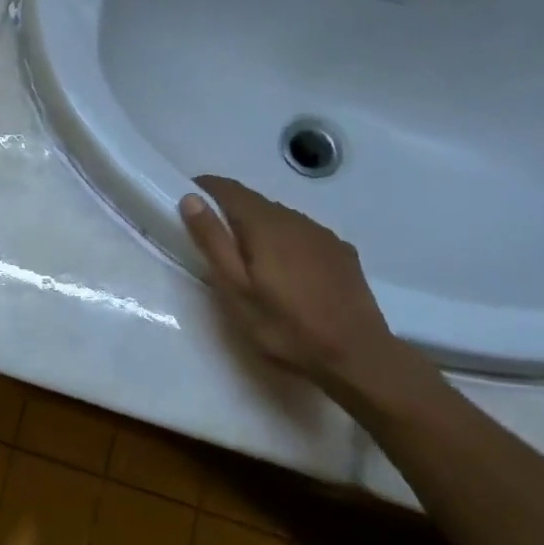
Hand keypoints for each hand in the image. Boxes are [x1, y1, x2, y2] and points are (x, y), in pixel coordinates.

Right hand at [178, 174, 400, 389]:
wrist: (357, 356)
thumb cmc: (285, 326)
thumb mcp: (236, 289)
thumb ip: (213, 241)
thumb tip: (191, 199)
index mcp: (265, 225)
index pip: (229, 189)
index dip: (205, 188)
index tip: (186, 199)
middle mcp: (296, 219)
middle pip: (255, 202)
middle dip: (230, 211)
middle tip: (211, 238)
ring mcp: (322, 235)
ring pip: (280, 217)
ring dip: (258, 226)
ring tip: (247, 257)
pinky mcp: (341, 252)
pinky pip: (303, 234)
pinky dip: (285, 240)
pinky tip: (285, 269)